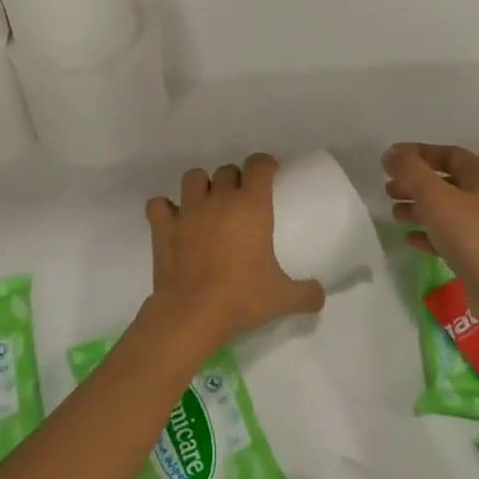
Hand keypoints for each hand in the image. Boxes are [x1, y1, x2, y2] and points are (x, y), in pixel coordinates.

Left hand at [143, 155, 326, 368]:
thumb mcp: (283, 298)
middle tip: (241, 201)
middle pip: (227, 170)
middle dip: (235, 179)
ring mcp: (187, 211)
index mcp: (251, 206)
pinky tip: (174, 221)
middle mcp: (219, 200)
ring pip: (193, 177)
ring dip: (202, 186)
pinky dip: (166, 209)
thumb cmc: (241, 298)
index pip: (258, 165)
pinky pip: (159, 204)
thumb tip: (320, 295)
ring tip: (208, 204)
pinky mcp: (163, 227)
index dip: (265, 164)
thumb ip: (307, 293)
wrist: (192, 313)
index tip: (270, 174)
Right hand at [383, 142, 478, 317]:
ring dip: (418, 208)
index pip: (448, 154)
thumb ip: (410, 170)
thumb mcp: (435, 195)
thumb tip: (390, 153)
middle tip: (388, 189)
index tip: (391, 159)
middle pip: (445, 182)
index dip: (418, 153)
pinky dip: (428, 234)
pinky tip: (410, 239)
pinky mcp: (477, 253)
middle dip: (415, 183)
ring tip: (394, 214)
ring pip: (445, 210)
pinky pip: (448, 236)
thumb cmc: (469, 233)